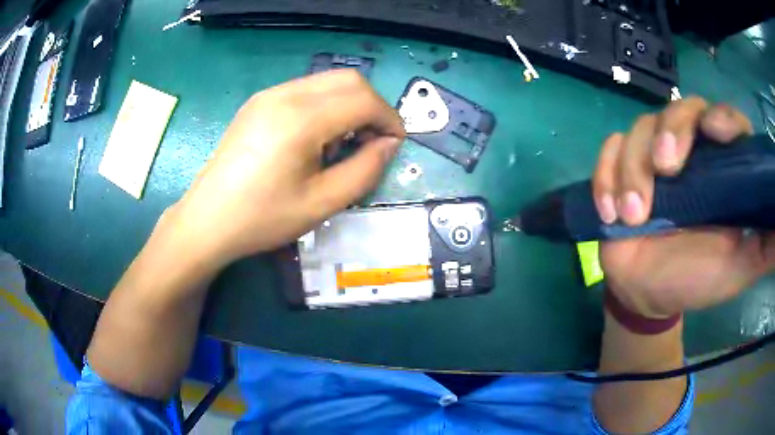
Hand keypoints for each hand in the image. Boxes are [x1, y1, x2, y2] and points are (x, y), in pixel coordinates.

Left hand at [160, 70, 404, 269]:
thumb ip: (365, 170)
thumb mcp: (322, 203)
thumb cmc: (263, 217)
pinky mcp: (259, 102)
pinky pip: (305, 90)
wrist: (208, 219)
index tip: (394, 145)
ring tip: (343, 143)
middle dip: (372, 106)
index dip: (389, 119)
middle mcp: (286, 94)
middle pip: (349, 80)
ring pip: (328, 81)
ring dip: (349, 104)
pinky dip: (325, 105)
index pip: (364, 99)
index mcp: (301, 119)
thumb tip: (388, 144)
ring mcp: (269, 95)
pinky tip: (316, 137)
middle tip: (372, 142)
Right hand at [593, 97, 774, 317]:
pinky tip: (609, 210)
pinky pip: (608, 152)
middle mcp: (689, 152)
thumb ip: (765, 245)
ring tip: (632, 216)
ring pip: (639, 129)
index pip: (724, 120)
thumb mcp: (740, 266)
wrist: (649, 294)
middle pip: (680, 110)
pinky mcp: (620, 170)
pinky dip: (605, 175)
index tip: (717, 133)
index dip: (722, 117)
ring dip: (634, 169)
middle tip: (666, 169)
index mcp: (720, 168)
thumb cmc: (698, 279)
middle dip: (671, 132)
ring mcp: (652, 158)